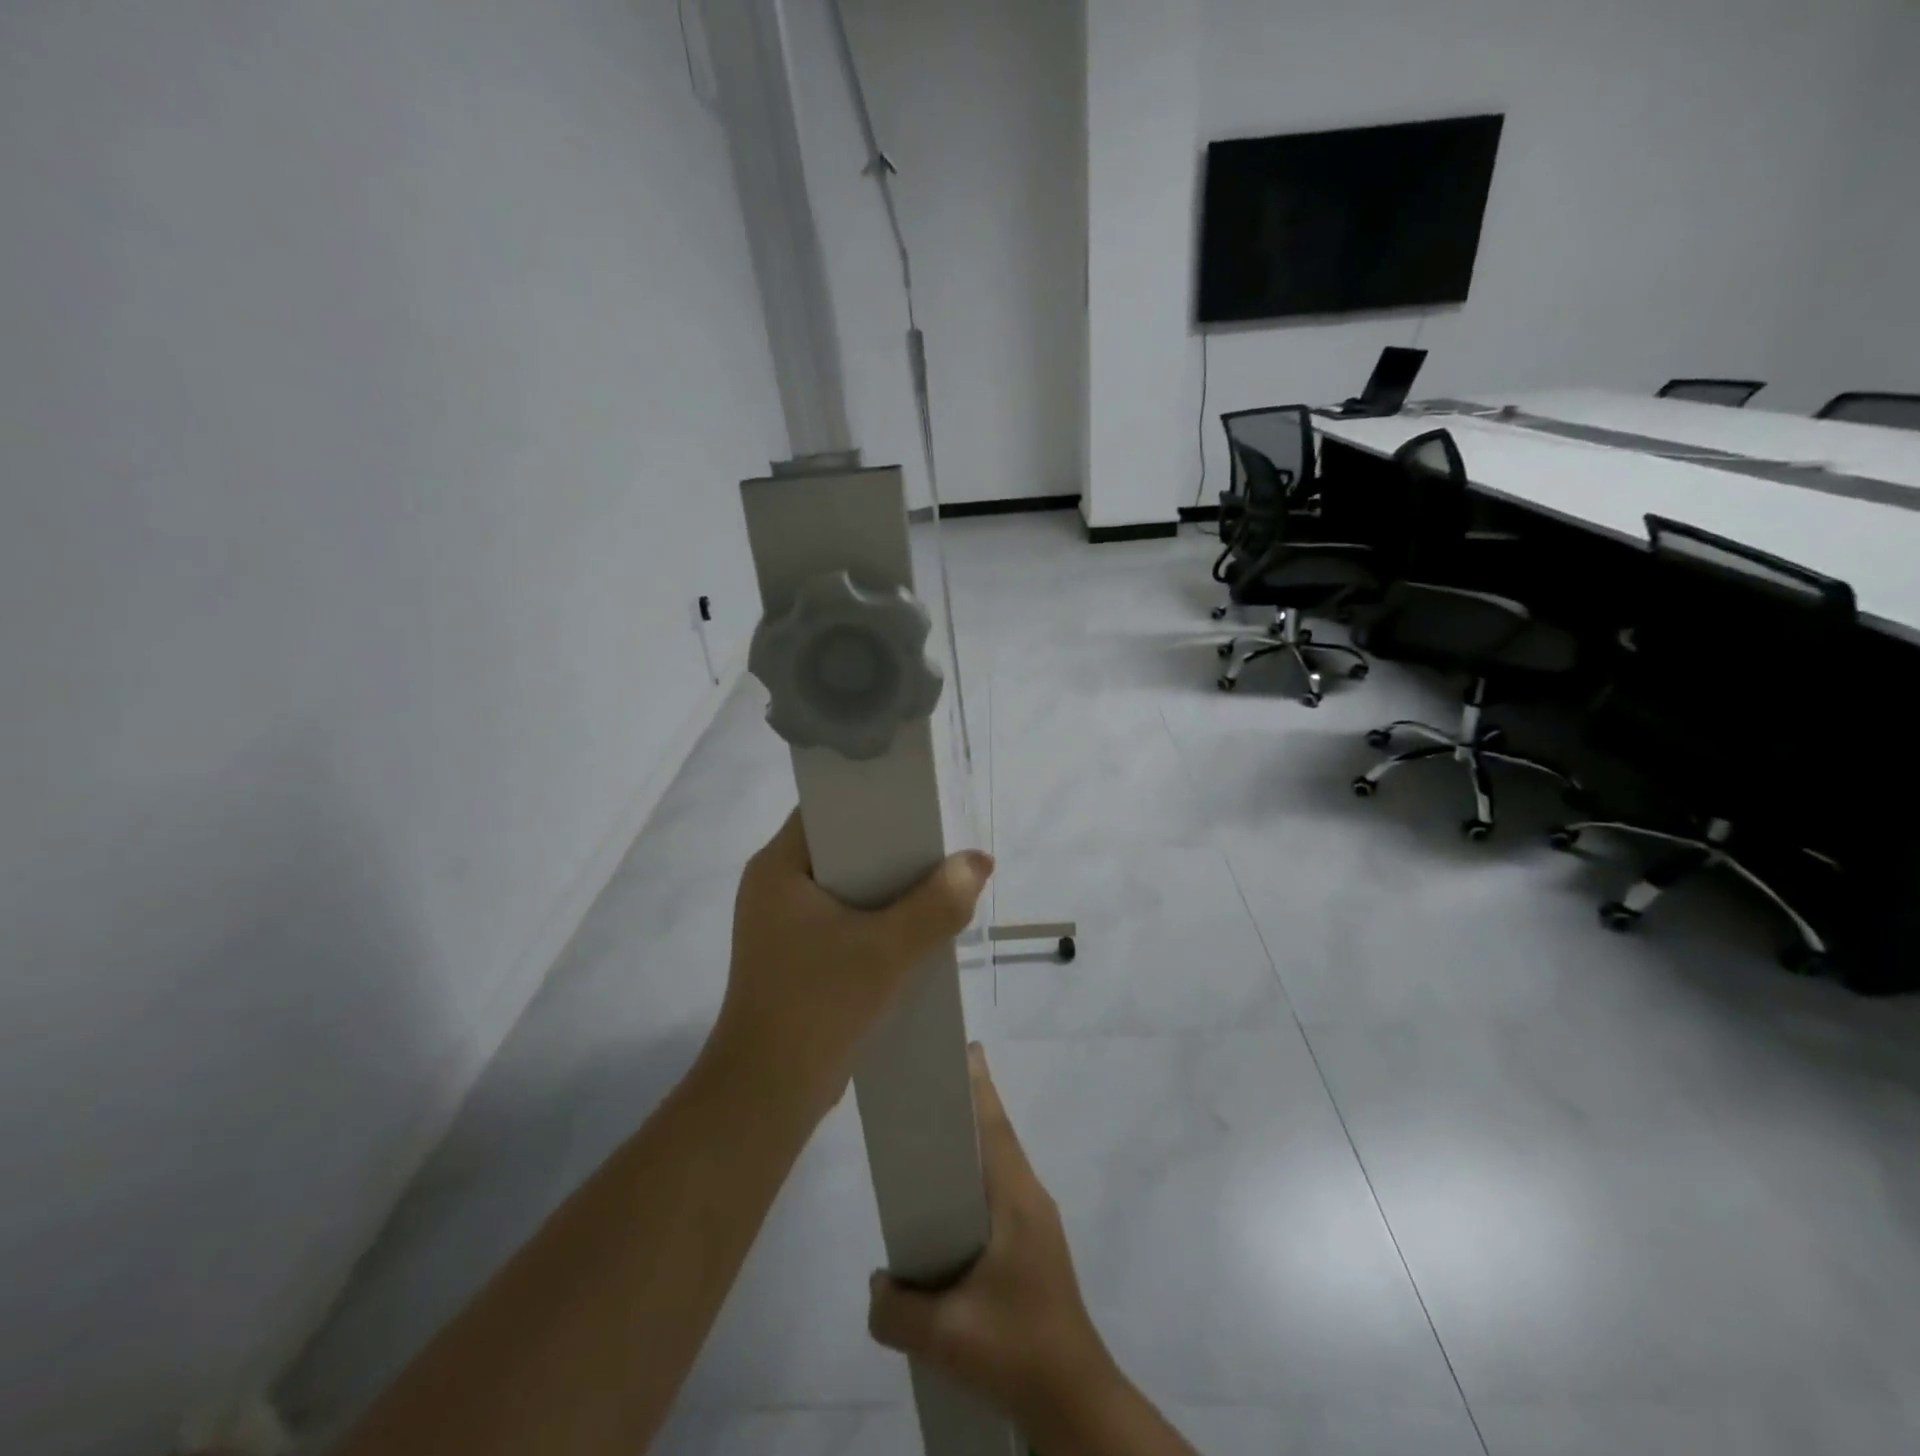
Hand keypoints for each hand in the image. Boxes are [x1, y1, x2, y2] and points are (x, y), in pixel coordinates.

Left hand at [706, 809, 993, 1125]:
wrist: (767, 1095)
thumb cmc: (818, 1006)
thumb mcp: (887, 950)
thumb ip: (938, 903)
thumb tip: (979, 861)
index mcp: (777, 866)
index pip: (828, 808)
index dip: (875, 800)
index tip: (921, 803)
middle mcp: (774, 885)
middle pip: (842, 845)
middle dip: (893, 846)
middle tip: (941, 843)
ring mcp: (782, 923)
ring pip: (846, 884)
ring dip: (888, 886)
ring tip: (938, 878)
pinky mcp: (796, 954)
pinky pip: (843, 917)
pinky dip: (877, 916)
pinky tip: (914, 925)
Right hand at [867, 1046, 1120, 1437]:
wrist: (1074, 1400)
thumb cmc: (1017, 1348)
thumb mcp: (946, 1335)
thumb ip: (897, 1310)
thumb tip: (877, 1284)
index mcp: (1016, 1198)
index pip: (993, 1126)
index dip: (977, 1086)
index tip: (962, 1050)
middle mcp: (1030, 1198)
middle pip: (996, 1137)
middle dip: (967, 1106)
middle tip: (929, 1089)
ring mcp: (1036, 1223)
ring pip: (999, 1166)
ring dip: (971, 1147)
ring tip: (930, 1144)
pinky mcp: (1034, 1248)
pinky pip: (999, 1195)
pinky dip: (974, 1182)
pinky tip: (947, 1213)